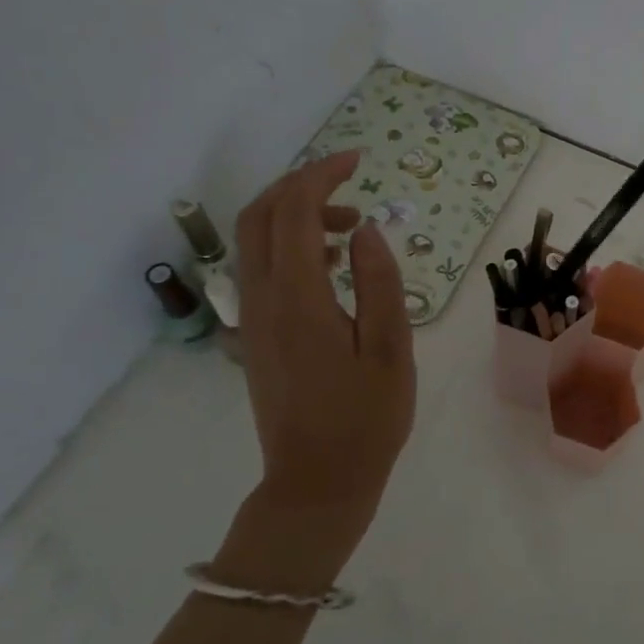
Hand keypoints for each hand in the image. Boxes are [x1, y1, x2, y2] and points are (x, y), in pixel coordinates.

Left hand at [217, 151, 415, 590]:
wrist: (317, 483)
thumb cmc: (366, 419)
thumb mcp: (391, 349)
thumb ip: (379, 282)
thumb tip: (367, 229)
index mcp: (299, 299)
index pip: (296, 212)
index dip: (323, 175)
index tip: (358, 160)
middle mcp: (263, 300)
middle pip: (260, 216)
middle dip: (301, 184)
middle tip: (349, 181)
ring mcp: (252, 319)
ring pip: (255, 241)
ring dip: (296, 215)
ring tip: (353, 225)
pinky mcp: (255, 335)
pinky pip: (262, 269)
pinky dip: (291, 245)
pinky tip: (334, 264)